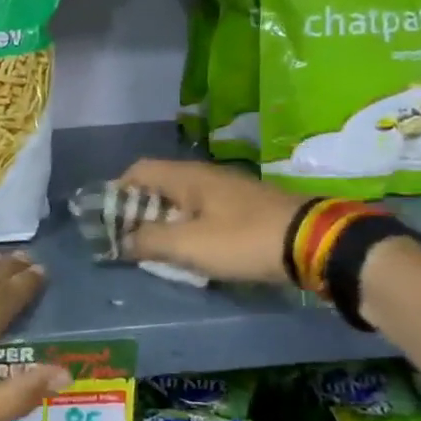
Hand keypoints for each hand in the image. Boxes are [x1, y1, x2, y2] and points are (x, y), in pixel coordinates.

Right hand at [116, 159, 304, 284]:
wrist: (313, 243)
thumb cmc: (242, 240)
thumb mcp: (188, 245)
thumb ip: (149, 241)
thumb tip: (121, 241)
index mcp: (186, 177)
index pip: (138, 170)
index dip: (117, 192)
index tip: (107, 220)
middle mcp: (204, 176)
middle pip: (159, 185)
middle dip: (139, 211)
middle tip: (129, 240)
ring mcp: (228, 191)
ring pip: (183, 200)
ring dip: (165, 222)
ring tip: (157, 250)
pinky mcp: (246, 208)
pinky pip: (205, 212)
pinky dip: (189, 228)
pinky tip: (193, 250)